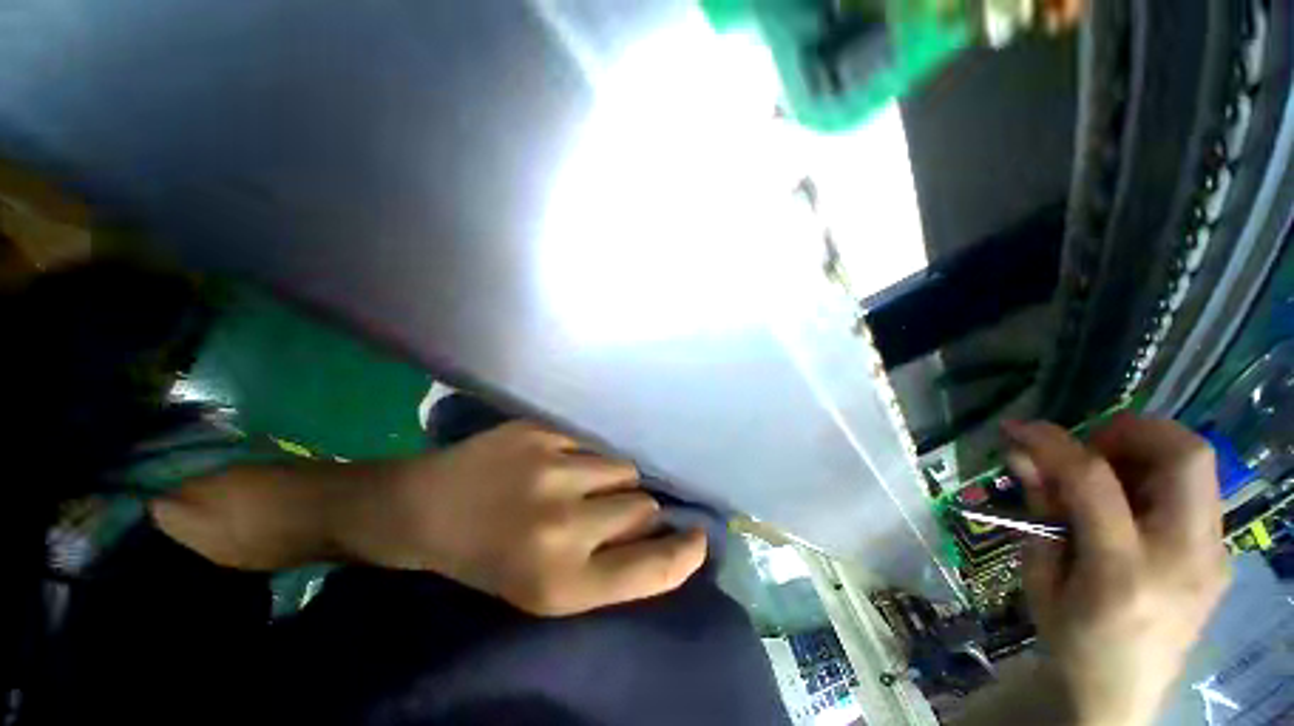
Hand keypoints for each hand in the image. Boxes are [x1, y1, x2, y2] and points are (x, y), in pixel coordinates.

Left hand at [332, 421, 707, 615]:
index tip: (699, 538)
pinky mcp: (539, 432)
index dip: (684, 553)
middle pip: (643, 506)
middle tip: (607, 511)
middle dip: (636, 510)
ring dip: (613, 479)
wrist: (424, 510)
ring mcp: (549, 470)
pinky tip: (557, 461)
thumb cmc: (489, 560)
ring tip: (581, 483)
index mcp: (560, 582)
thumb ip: (609, 565)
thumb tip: (661, 532)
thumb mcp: (546, 588)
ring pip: (623, 467)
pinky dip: (586, 455)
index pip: (651, 568)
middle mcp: (560, 526)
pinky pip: (592, 442)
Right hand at [1003, 415, 1229, 725]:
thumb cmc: (1072, 640)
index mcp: (1124, 573)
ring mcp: (1213, 555)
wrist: (1124, 693)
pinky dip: (1159, 476)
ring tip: (1107, 476)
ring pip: (1198, 464)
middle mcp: (1184, 558)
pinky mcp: (1221, 553)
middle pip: (1184, 455)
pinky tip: (1131, 503)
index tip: (1019, 428)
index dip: (1052, 442)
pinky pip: (1196, 489)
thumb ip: (1040, 510)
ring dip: (1145, 451)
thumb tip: (1022, 455)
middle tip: (1088, 448)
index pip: (1094, 481)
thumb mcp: (1039, 576)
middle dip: (1129, 432)